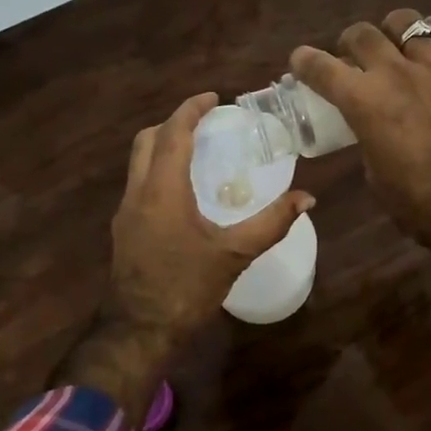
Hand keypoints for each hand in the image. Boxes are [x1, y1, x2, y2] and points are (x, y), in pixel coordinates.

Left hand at [105, 92, 314, 345]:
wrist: (138, 332)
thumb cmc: (186, 289)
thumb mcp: (234, 255)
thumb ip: (272, 223)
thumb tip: (307, 198)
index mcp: (162, 191)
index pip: (173, 134)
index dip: (191, 109)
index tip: (214, 98)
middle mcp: (137, 193)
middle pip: (146, 140)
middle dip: (174, 123)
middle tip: (206, 123)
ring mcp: (125, 212)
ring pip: (138, 162)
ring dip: (163, 147)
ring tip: (198, 152)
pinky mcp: (123, 230)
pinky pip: (139, 184)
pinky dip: (158, 171)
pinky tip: (184, 191)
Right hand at [291, 9, 430, 254]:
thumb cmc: (420, 202)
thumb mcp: (375, 175)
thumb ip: (368, 138)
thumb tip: (373, 126)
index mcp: (364, 102)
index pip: (321, 67)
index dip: (304, 61)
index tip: (301, 62)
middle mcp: (396, 72)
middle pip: (362, 34)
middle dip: (350, 43)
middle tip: (355, 58)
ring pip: (407, 22)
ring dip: (394, 32)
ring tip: (399, 45)